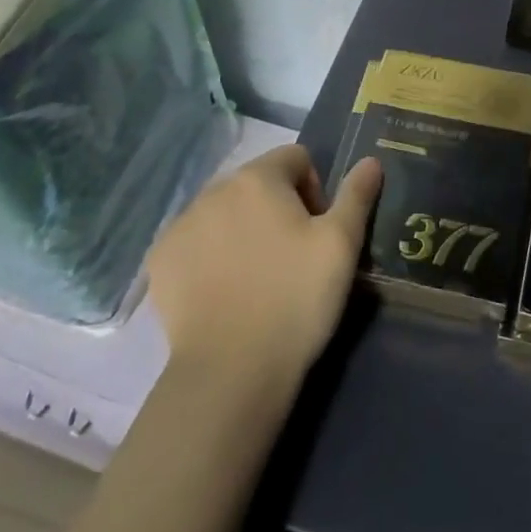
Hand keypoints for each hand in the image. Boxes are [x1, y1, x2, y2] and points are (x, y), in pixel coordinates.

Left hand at [146, 146, 382, 392]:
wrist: (231, 373)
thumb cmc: (295, 299)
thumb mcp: (341, 245)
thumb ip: (356, 195)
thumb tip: (371, 161)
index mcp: (258, 178)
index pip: (295, 159)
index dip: (314, 189)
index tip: (317, 231)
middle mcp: (213, 190)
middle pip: (256, 183)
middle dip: (276, 208)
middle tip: (291, 257)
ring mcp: (180, 225)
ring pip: (223, 212)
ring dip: (242, 229)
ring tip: (256, 277)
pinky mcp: (159, 261)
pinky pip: (194, 242)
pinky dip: (209, 255)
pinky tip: (222, 291)